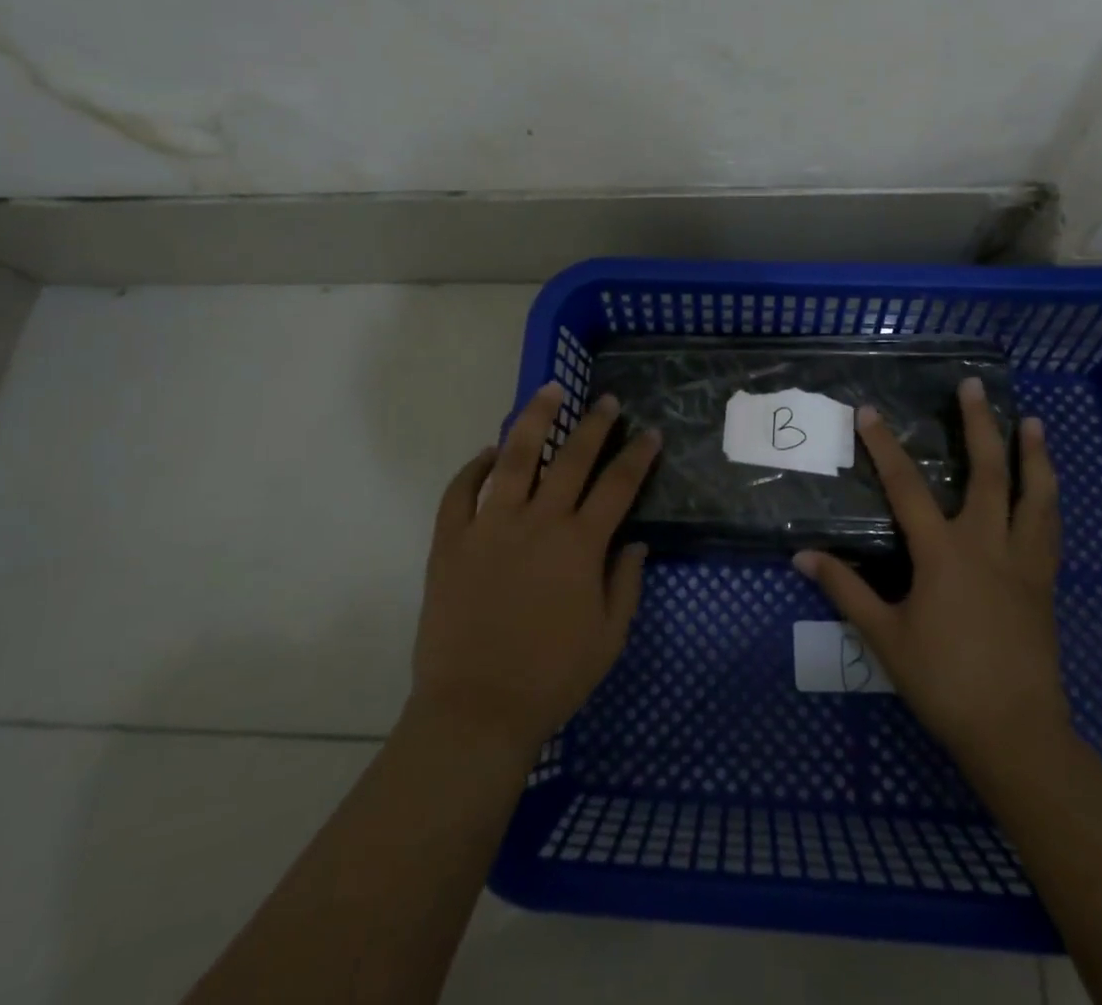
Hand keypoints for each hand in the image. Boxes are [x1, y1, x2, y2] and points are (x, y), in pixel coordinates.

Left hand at [408, 382, 660, 758]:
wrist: (475, 710)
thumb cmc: (551, 678)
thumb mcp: (608, 638)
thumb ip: (625, 583)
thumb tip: (635, 541)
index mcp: (579, 545)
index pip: (618, 486)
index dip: (638, 455)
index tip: (651, 432)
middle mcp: (538, 522)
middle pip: (571, 458)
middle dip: (594, 425)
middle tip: (607, 401)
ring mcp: (489, 526)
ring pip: (514, 458)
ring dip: (534, 420)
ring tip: (549, 391)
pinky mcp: (450, 541)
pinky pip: (459, 492)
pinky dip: (473, 467)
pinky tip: (487, 451)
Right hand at [793, 378, 1069, 764]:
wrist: (1015, 733)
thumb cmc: (944, 681)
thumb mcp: (885, 637)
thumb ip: (845, 590)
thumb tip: (802, 557)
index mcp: (943, 553)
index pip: (907, 487)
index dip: (885, 447)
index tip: (870, 412)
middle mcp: (987, 544)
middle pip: (988, 472)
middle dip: (980, 424)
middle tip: (976, 386)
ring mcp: (1022, 562)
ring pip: (1034, 495)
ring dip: (1033, 454)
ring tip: (1032, 422)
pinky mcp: (1044, 583)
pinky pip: (1049, 528)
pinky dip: (1047, 498)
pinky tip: (1046, 489)